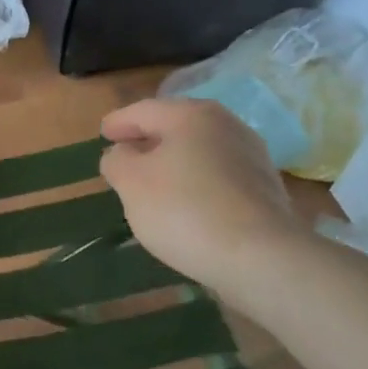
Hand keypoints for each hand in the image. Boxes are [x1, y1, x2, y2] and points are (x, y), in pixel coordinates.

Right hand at [100, 98, 304, 288]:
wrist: (261, 258)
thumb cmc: (185, 210)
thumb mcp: (131, 183)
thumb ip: (117, 160)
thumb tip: (122, 153)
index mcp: (191, 114)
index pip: (143, 110)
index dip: (118, 122)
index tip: (103, 134)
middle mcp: (225, 125)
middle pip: (175, 126)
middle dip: (148, 140)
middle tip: (125, 155)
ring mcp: (251, 155)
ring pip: (199, 150)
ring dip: (173, 162)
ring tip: (152, 183)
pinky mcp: (264, 188)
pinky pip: (217, 175)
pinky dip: (196, 182)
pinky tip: (185, 204)